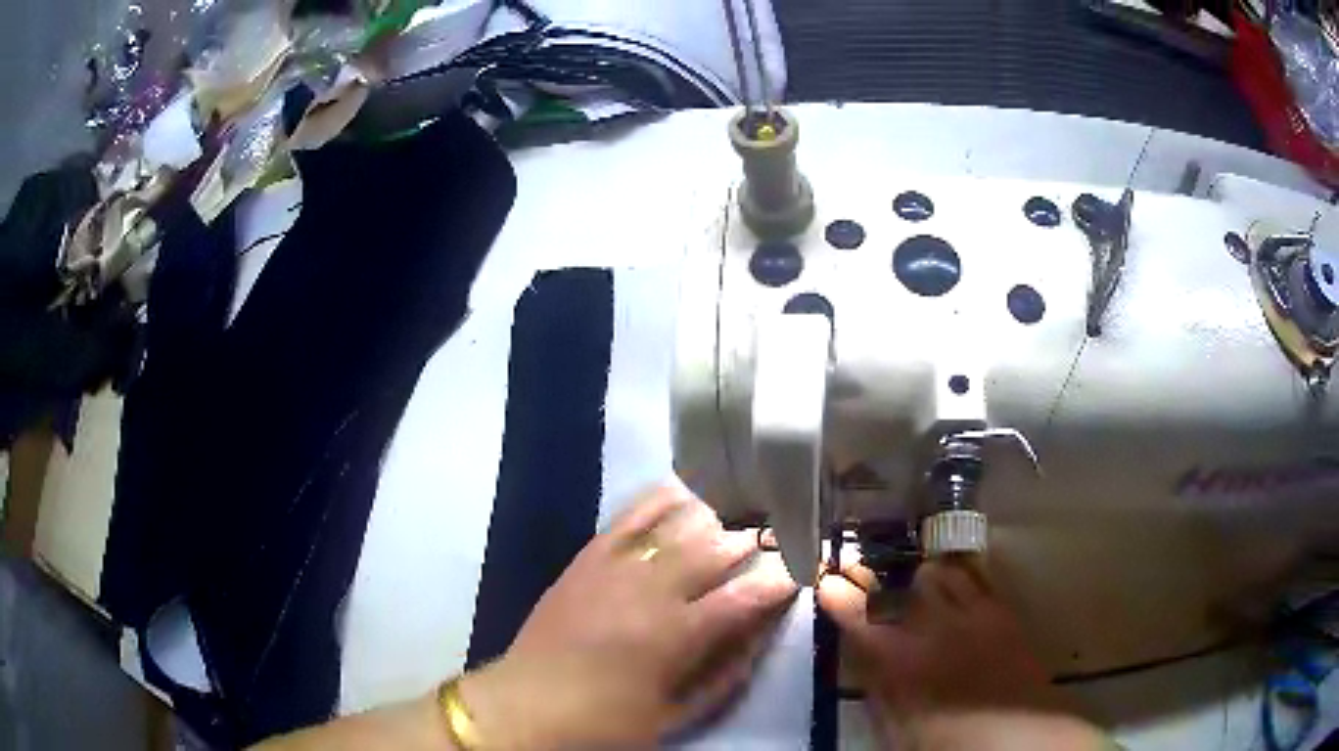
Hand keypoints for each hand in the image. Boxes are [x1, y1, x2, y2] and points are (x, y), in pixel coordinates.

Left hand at [459, 484, 798, 748]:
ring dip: (713, 520)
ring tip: (732, 522)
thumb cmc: (608, 721)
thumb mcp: (678, 713)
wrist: (527, 705)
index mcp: (677, 635)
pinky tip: (683, 494)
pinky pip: (629, 516)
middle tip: (769, 544)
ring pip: (677, 523)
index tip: (797, 573)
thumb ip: (727, 672)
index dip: (779, 580)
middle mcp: (651, 590)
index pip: (746, 595)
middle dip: (750, 543)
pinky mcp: (587, 556)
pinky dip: (661, 501)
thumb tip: (760, 632)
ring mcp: (615, 566)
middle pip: (715, 548)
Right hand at [817, 554, 1109, 749]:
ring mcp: (968, 613)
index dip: (837, 594)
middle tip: (855, 564)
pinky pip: (973, 576)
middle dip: (869, 572)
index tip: (826, 582)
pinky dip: (955, 573)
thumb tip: (866, 659)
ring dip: (915, 574)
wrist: (1012, 735)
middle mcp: (929, 626)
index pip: (856, 614)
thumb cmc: (943, 742)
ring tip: (908, 579)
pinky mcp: (998, 610)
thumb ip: (878, 687)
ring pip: (935, 571)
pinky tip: (951, 577)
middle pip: (894, 584)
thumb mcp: (894, 726)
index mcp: (896, 659)